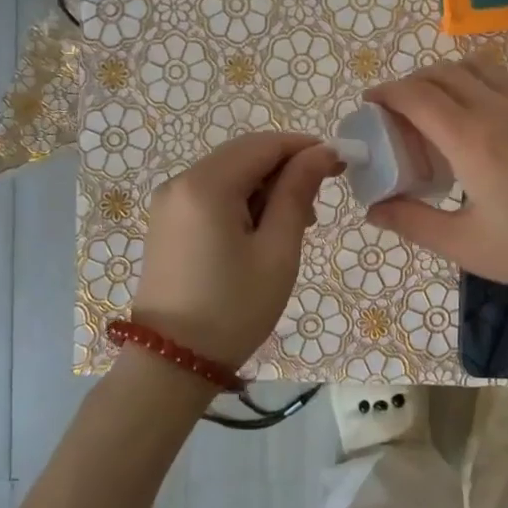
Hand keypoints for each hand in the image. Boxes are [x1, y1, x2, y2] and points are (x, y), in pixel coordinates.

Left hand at [132, 132, 342, 369]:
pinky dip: (242, 202)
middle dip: (285, 169)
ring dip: (266, 187)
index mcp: (206, 185)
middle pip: (244, 154)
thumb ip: (298, 193)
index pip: (264, 144)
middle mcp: (180, 182)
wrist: (172, 363)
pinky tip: (261, 232)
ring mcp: (169, 202)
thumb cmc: (234, 308)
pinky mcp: (167, 222)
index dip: (305, 147)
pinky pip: (212, 194)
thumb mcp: (277, 250)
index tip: (340, 164)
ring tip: (294, 226)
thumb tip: (322, 152)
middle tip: (317, 206)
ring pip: (229, 174)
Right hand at [364, 58, 507, 309]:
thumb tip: (374, 209)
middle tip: (398, 114)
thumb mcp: (468, 245)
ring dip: (446, 76)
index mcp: (471, 139)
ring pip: (477, 66)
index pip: (416, 95)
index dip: (385, 93)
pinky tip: (484, 111)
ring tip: (438, 109)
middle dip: (410, 84)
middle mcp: (498, 108)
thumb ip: (414, 223)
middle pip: (442, 72)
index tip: (369, 104)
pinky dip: (482, 80)